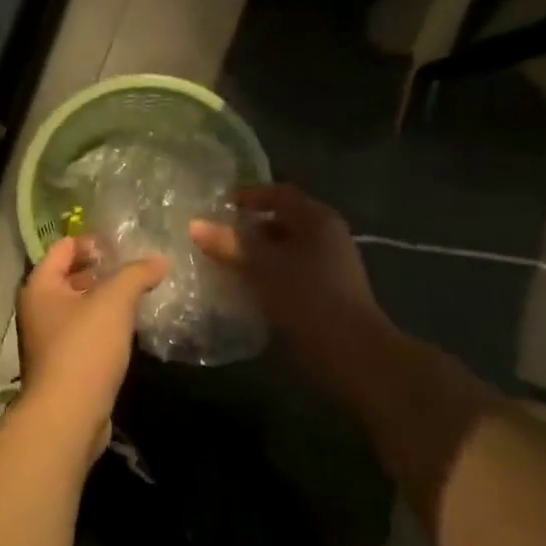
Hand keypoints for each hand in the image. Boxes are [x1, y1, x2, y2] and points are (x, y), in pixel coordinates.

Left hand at [16, 237, 167, 455]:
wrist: (68, 415)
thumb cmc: (84, 348)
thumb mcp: (114, 302)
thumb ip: (136, 274)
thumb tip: (159, 259)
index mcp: (39, 286)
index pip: (64, 247)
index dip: (93, 240)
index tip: (126, 242)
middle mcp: (37, 308)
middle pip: (70, 276)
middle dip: (103, 270)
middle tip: (139, 265)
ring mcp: (48, 338)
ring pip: (80, 306)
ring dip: (106, 299)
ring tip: (141, 292)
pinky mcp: (63, 364)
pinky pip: (85, 332)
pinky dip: (105, 325)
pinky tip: (130, 326)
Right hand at [189, 183, 396, 397]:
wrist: (350, 352)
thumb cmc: (306, 297)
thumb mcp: (262, 265)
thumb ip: (229, 242)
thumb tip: (195, 224)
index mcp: (317, 219)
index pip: (279, 193)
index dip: (247, 195)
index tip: (217, 205)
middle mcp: (326, 237)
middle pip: (281, 222)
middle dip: (246, 229)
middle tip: (213, 236)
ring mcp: (327, 267)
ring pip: (282, 251)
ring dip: (253, 255)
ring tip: (220, 263)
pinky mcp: (323, 294)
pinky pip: (287, 274)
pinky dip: (264, 276)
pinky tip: (241, 288)